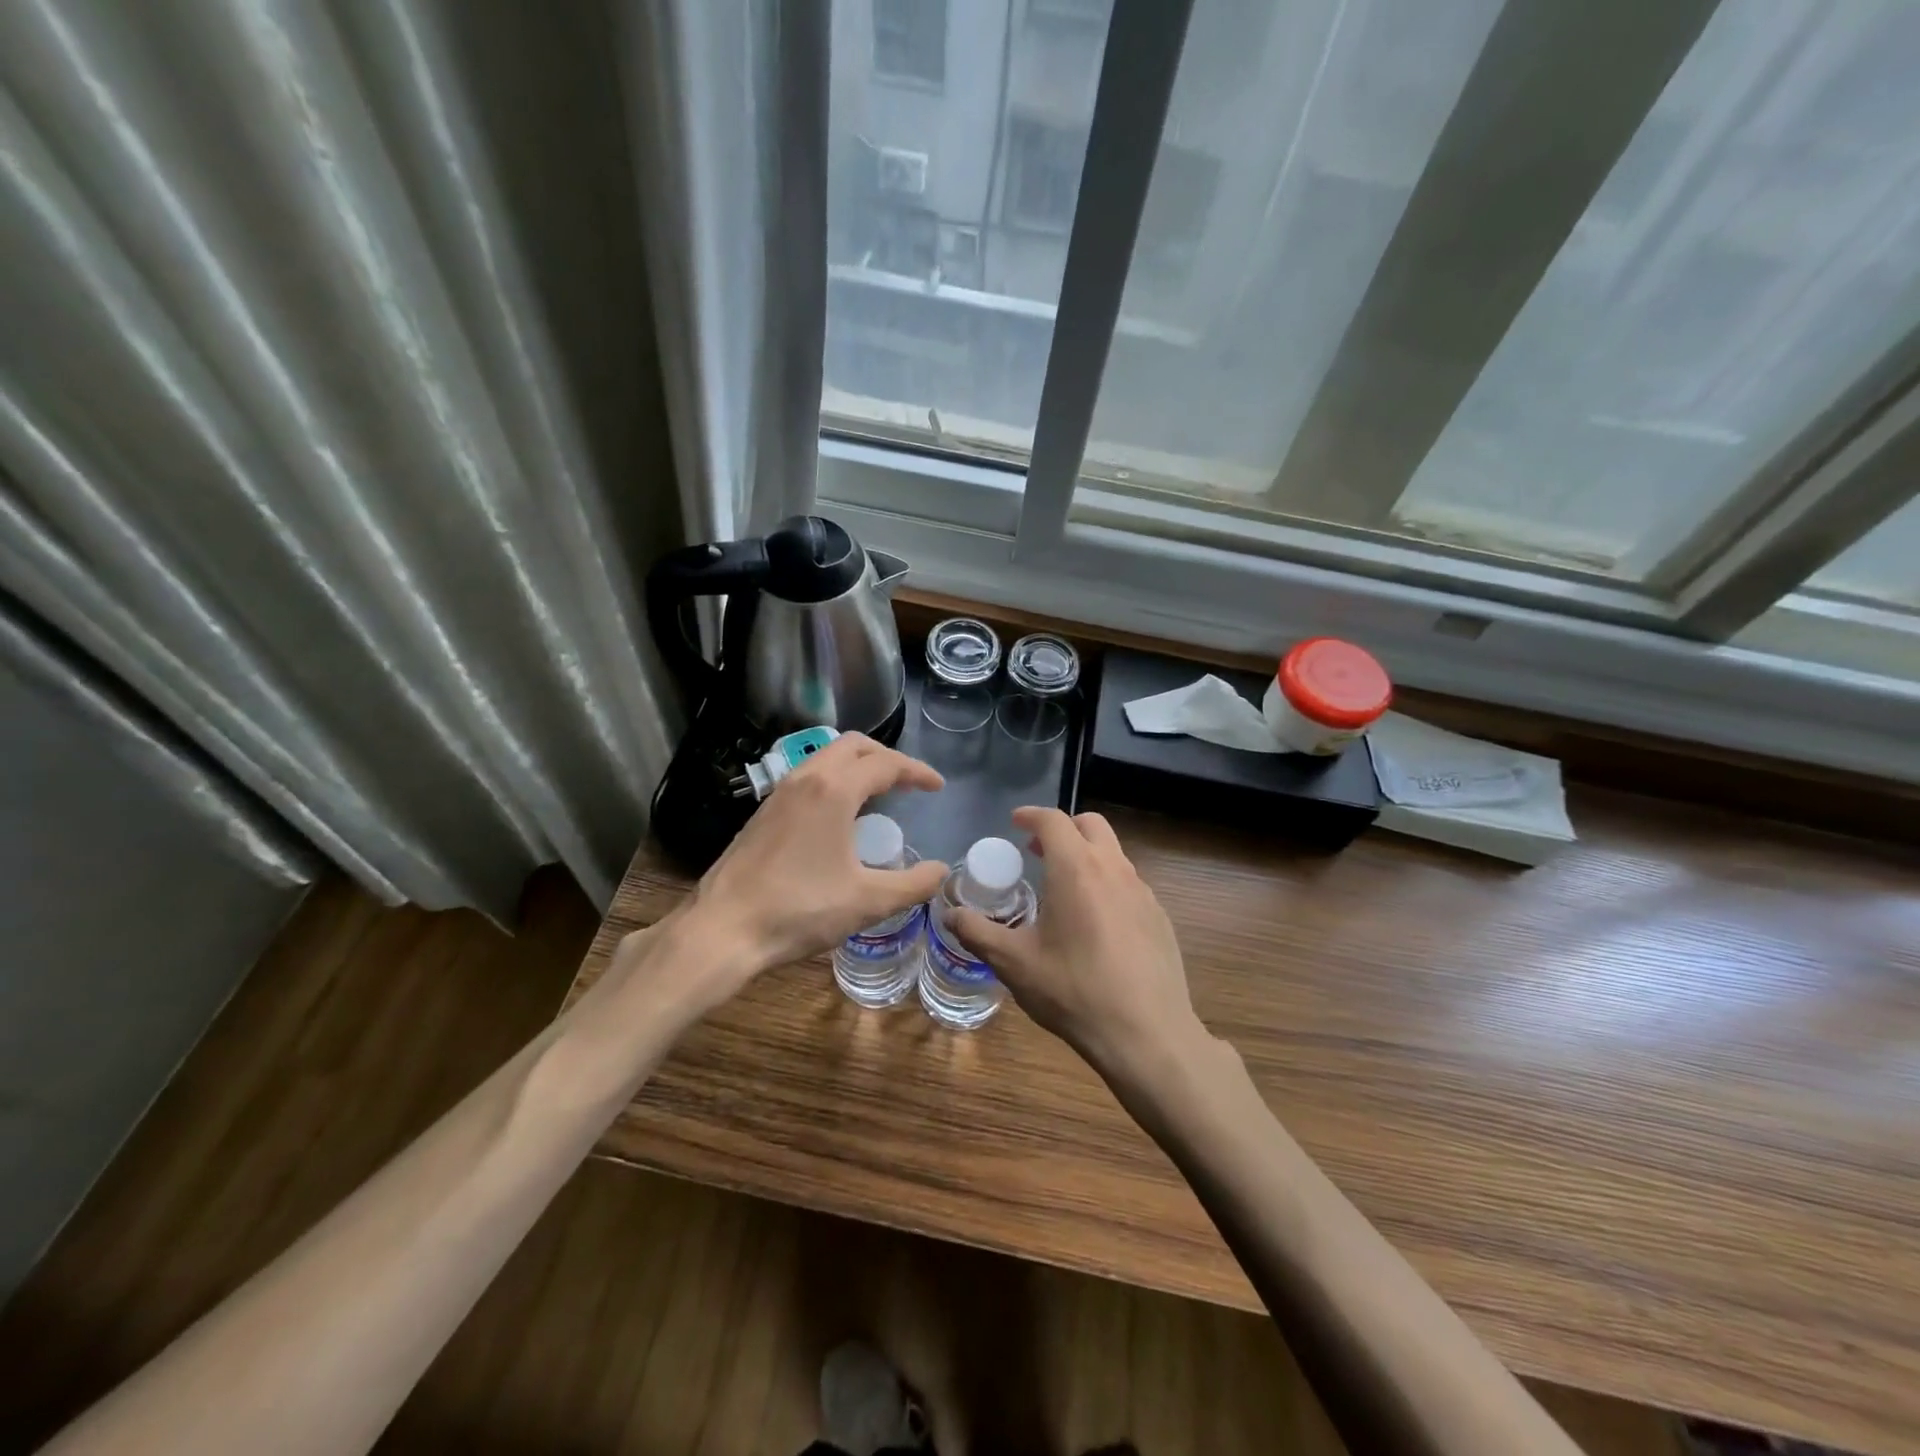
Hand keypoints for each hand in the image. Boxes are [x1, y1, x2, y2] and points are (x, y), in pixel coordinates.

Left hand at [672, 733, 948, 1001]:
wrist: (723, 929)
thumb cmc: (799, 910)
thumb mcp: (867, 901)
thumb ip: (912, 884)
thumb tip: (941, 871)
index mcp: (834, 790)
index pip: (885, 764)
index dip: (917, 772)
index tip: (937, 787)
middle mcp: (805, 779)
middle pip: (853, 745)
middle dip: (886, 757)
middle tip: (908, 782)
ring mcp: (779, 793)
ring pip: (825, 757)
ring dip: (857, 765)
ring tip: (878, 793)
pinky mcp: (763, 812)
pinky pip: (807, 776)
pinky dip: (834, 779)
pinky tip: (839, 815)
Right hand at [949, 807, 1207, 1082]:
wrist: (1146, 1034)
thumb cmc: (1073, 991)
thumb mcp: (1013, 963)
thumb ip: (977, 933)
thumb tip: (950, 915)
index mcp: (1076, 869)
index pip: (1053, 821)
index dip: (1031, 815)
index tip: (1015, 822)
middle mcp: (1113, 869)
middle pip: (1090, 824)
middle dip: (1063, 828)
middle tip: (1037, 851)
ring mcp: (1143, 892)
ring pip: (1113, 853)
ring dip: (1086, 856)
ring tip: (1063, 888)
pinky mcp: (1159, 916)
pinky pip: (1129, 884)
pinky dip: (1107, 884)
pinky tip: (1095, 924)